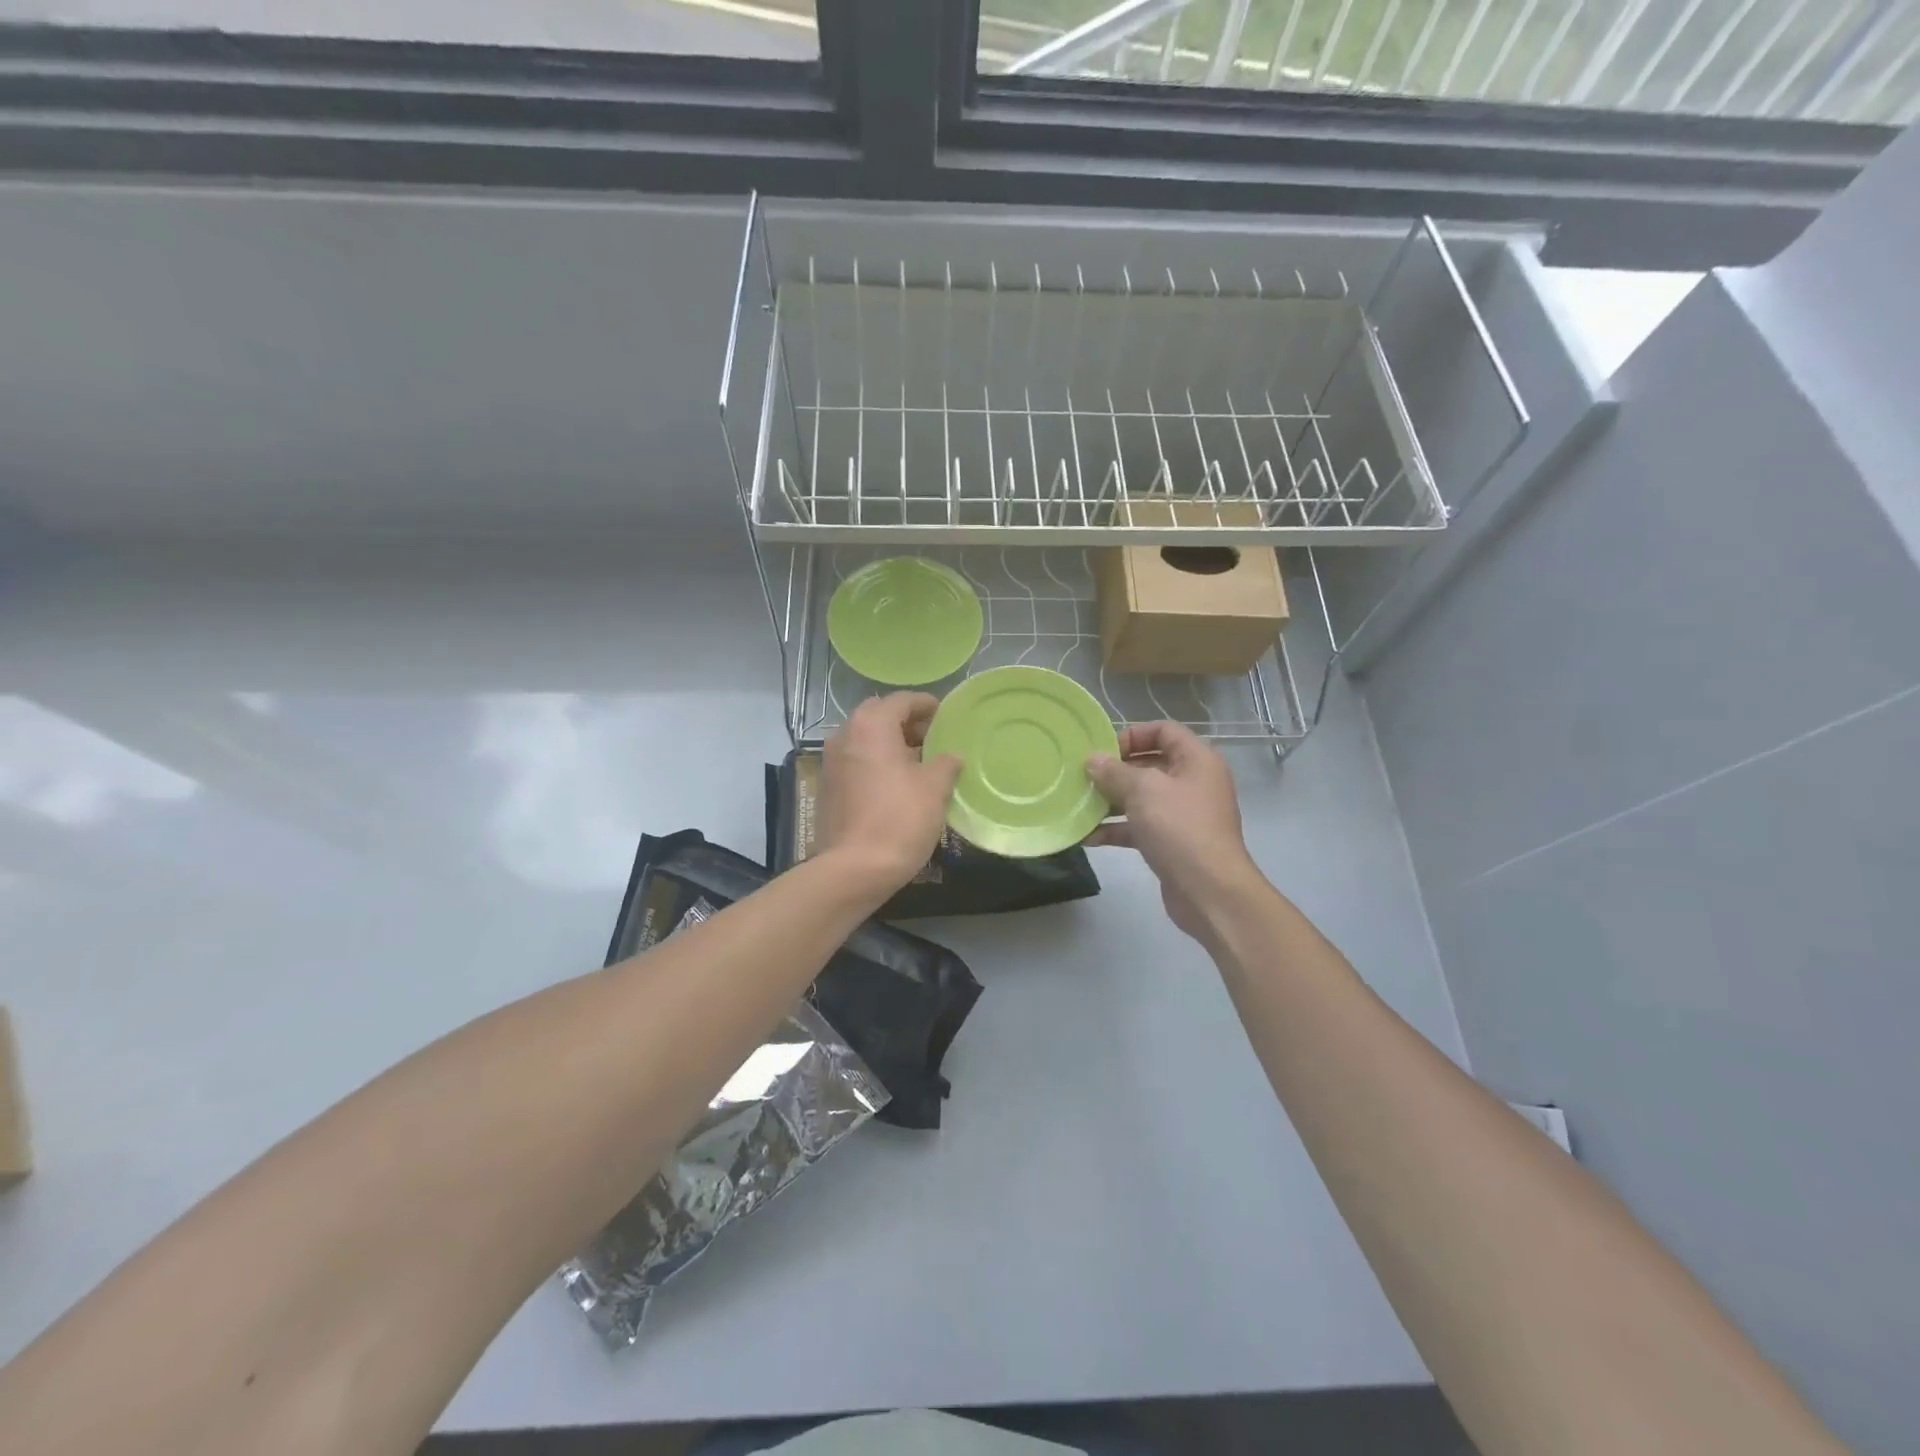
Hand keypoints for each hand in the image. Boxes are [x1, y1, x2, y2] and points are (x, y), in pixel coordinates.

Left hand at [819, 692, 963, 896]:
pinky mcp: (827, 786)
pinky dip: (876, 762)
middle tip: (933, 738)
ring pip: (865, 739)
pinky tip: (897, 783)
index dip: (926, 705)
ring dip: (890, 743)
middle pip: (879, 715)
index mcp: (871, 725)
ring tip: (919, 762)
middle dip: (907, 723)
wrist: (854, 869)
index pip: (901, 700)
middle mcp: (844, 734)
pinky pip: (856, 761)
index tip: (945, 715)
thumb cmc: (899, 819)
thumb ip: (946, 763)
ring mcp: (831, 761)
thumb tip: (952, 756)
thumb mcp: (934, 788)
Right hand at [1086, 722, 1263, 940]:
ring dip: (1111, 801)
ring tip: (1079, 805)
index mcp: (1196, 760)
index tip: (1103, 750)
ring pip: (1142, 798)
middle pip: (1150, 764)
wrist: (1210, 891)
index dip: (1133, 734)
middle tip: (1083, 777)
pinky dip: (1117, 829)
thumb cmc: (1179, 828)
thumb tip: (1092, 760)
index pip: (1164, 730)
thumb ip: (1114, 772)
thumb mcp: (1143, 791)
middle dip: (1115, 770)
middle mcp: (1193, 782)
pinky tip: (1088, 837)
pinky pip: (1140, 827)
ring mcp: (1184, 814)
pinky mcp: (1172, 843)